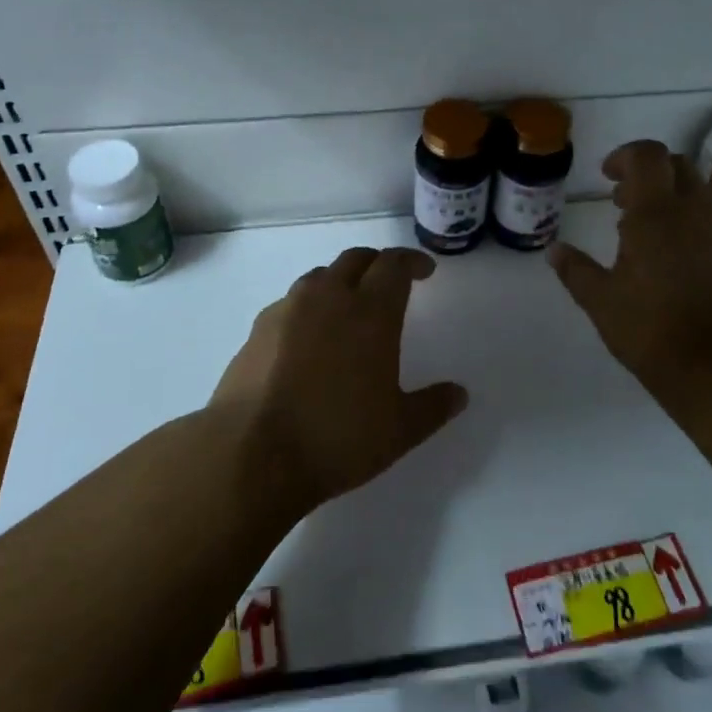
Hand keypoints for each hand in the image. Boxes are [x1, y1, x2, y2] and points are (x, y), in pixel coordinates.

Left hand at [210, 247, 467, 508]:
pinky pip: (291, 303)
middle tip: (390, 281)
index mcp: (370, 311)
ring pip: (320, 276)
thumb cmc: (337, 438)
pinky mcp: (257, 329)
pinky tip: (309, 337)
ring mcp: (288, 310)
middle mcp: (328, 297)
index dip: (412, 261)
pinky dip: (309, 307)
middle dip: (378, 263)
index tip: (424, 271)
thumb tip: (459, 394)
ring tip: (349, 306)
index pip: (394, 264)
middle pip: (356, 259)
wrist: (251, 453)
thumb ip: (433, 406)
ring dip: (341, 281)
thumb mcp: (399, 430)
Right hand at [548, 140, 711, 401]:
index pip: (647, 156)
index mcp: (656, 213)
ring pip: (695, 191)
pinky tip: (666, 256)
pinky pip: (707, 219)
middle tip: (621, 199)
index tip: (606, 176)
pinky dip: (684, 220)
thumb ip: (575, 270)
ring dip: (667, 195)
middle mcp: (692, 212)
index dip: (624, 156)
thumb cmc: (651, 328)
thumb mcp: (601, 301)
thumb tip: (554, 250)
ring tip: (639, 229)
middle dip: (647, 171)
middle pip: (676, 165)